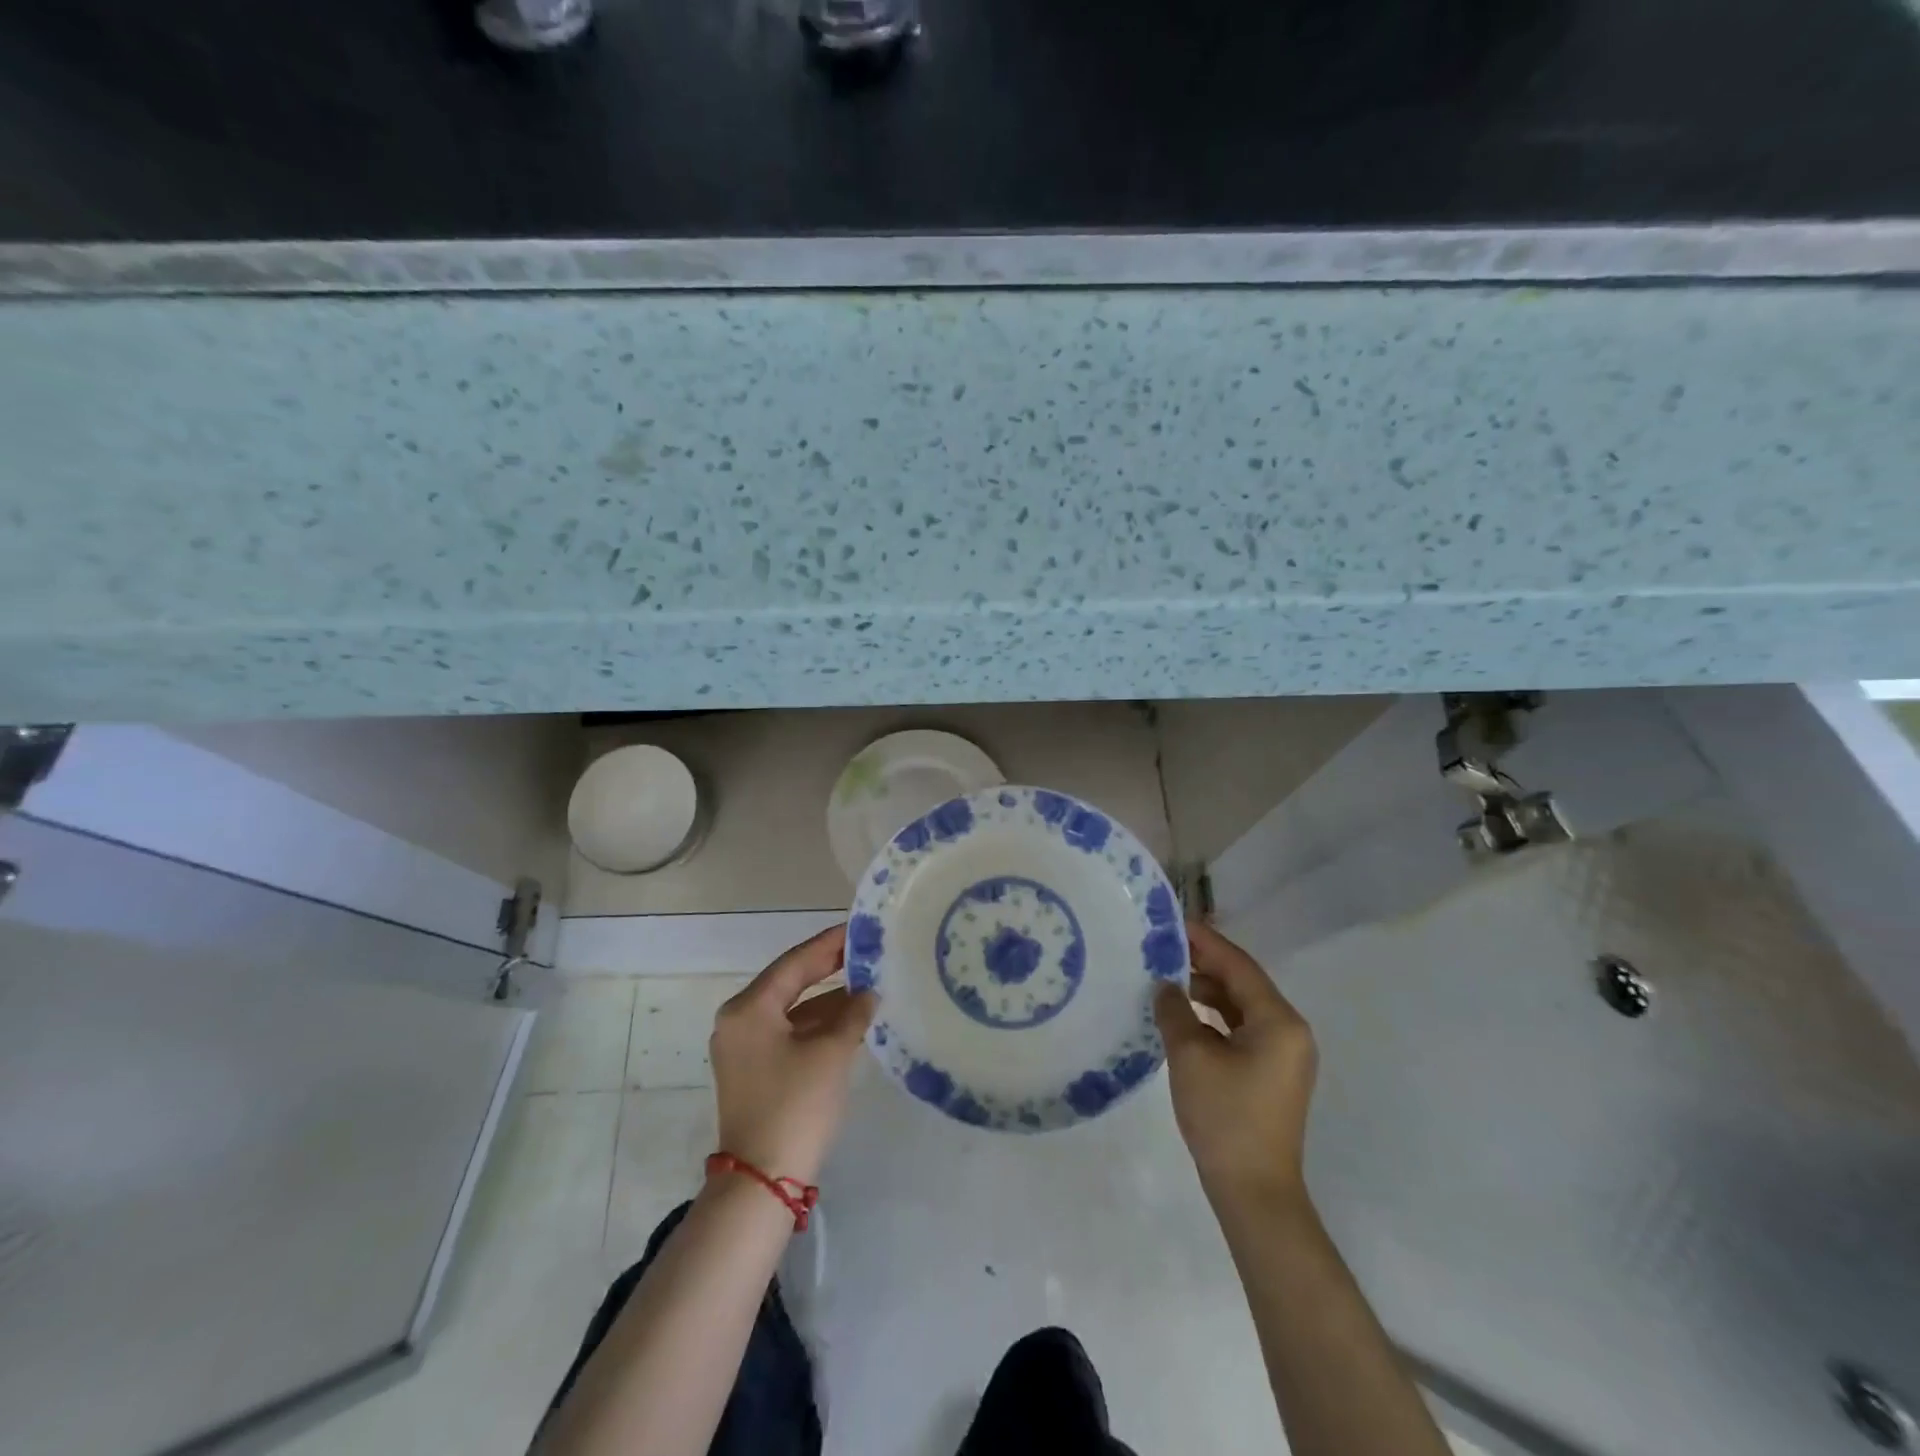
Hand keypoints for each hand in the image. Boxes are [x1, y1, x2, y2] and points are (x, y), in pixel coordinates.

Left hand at [710, 924, 876, 1185]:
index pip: (795, 962)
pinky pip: (790, 1032)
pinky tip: (851, 1019)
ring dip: (828, 999)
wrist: (763, 1182)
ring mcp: (744, 1048)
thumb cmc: (795, 1106)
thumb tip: (869, 992)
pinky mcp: (755, 1070)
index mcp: (749, 1008)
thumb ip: (853, 1013)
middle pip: (791, 982)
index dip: (830, 944)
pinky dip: (818, 1025)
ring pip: (792, 1009)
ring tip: (869, 984)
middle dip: (829, 968)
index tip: (859, 928)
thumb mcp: (831, 1053)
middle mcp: (739, 1021)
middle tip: (866, 951)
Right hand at [1155, 920, 1318, 1210]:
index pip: (1238, 965)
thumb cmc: (1225, 1117)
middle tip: (1163, 947)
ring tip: (1166, 976)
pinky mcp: (1271, 1073)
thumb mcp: (1190, 1056)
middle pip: (1242, 982)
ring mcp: (1283, 1053)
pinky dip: (1214, 1017)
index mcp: (1279, 1021)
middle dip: (1203, 963)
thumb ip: (1175, 1010)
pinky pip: (1241, 1029)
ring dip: (1206, 990)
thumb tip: (1165, 986)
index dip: (1205, 941)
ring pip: (1241, 1006)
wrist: (1254, 1192)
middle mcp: (1289, 1030)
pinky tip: (1183, 1014)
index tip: (1173, 922)